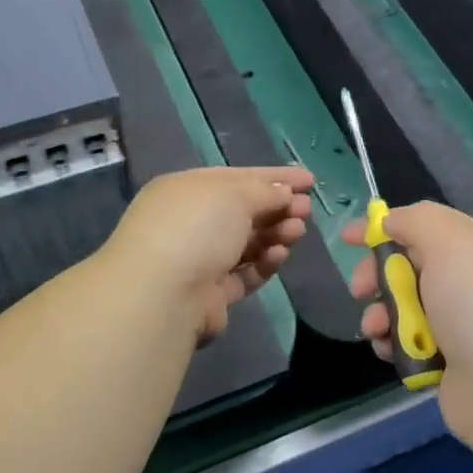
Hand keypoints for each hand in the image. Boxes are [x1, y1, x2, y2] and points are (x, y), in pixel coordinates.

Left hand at [103, 166, 314, 343]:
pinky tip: (281, 254)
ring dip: (275, 233)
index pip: (237, 177)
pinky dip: (264, 262)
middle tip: (308, 208)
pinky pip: (244, 273)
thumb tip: (283, 193)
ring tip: (299, 231)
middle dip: (278, 207)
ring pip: (246, 242)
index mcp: (187, 189)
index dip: (274, 178)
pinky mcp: (210, 294)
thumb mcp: (234, 194)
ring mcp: (198, 259)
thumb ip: (265, 191)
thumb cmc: (196, 227)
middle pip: (243, 211)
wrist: (163, 295)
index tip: (308, 180)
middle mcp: (189, 222)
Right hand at [345, 202, 472, 451]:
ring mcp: (460, 326)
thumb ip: (416, 221)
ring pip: (403, 307)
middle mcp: (470, 283)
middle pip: (408, 266)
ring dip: (381, 313)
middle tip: (361, 289)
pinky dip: (392, 344)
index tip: (348, 238)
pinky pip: (407, 343)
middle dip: (378, 275)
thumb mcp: (451, 244)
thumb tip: (392, 221)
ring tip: (376, 329)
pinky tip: (388, 351)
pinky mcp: (448, 363)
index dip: (385, 227)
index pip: (424, 225)